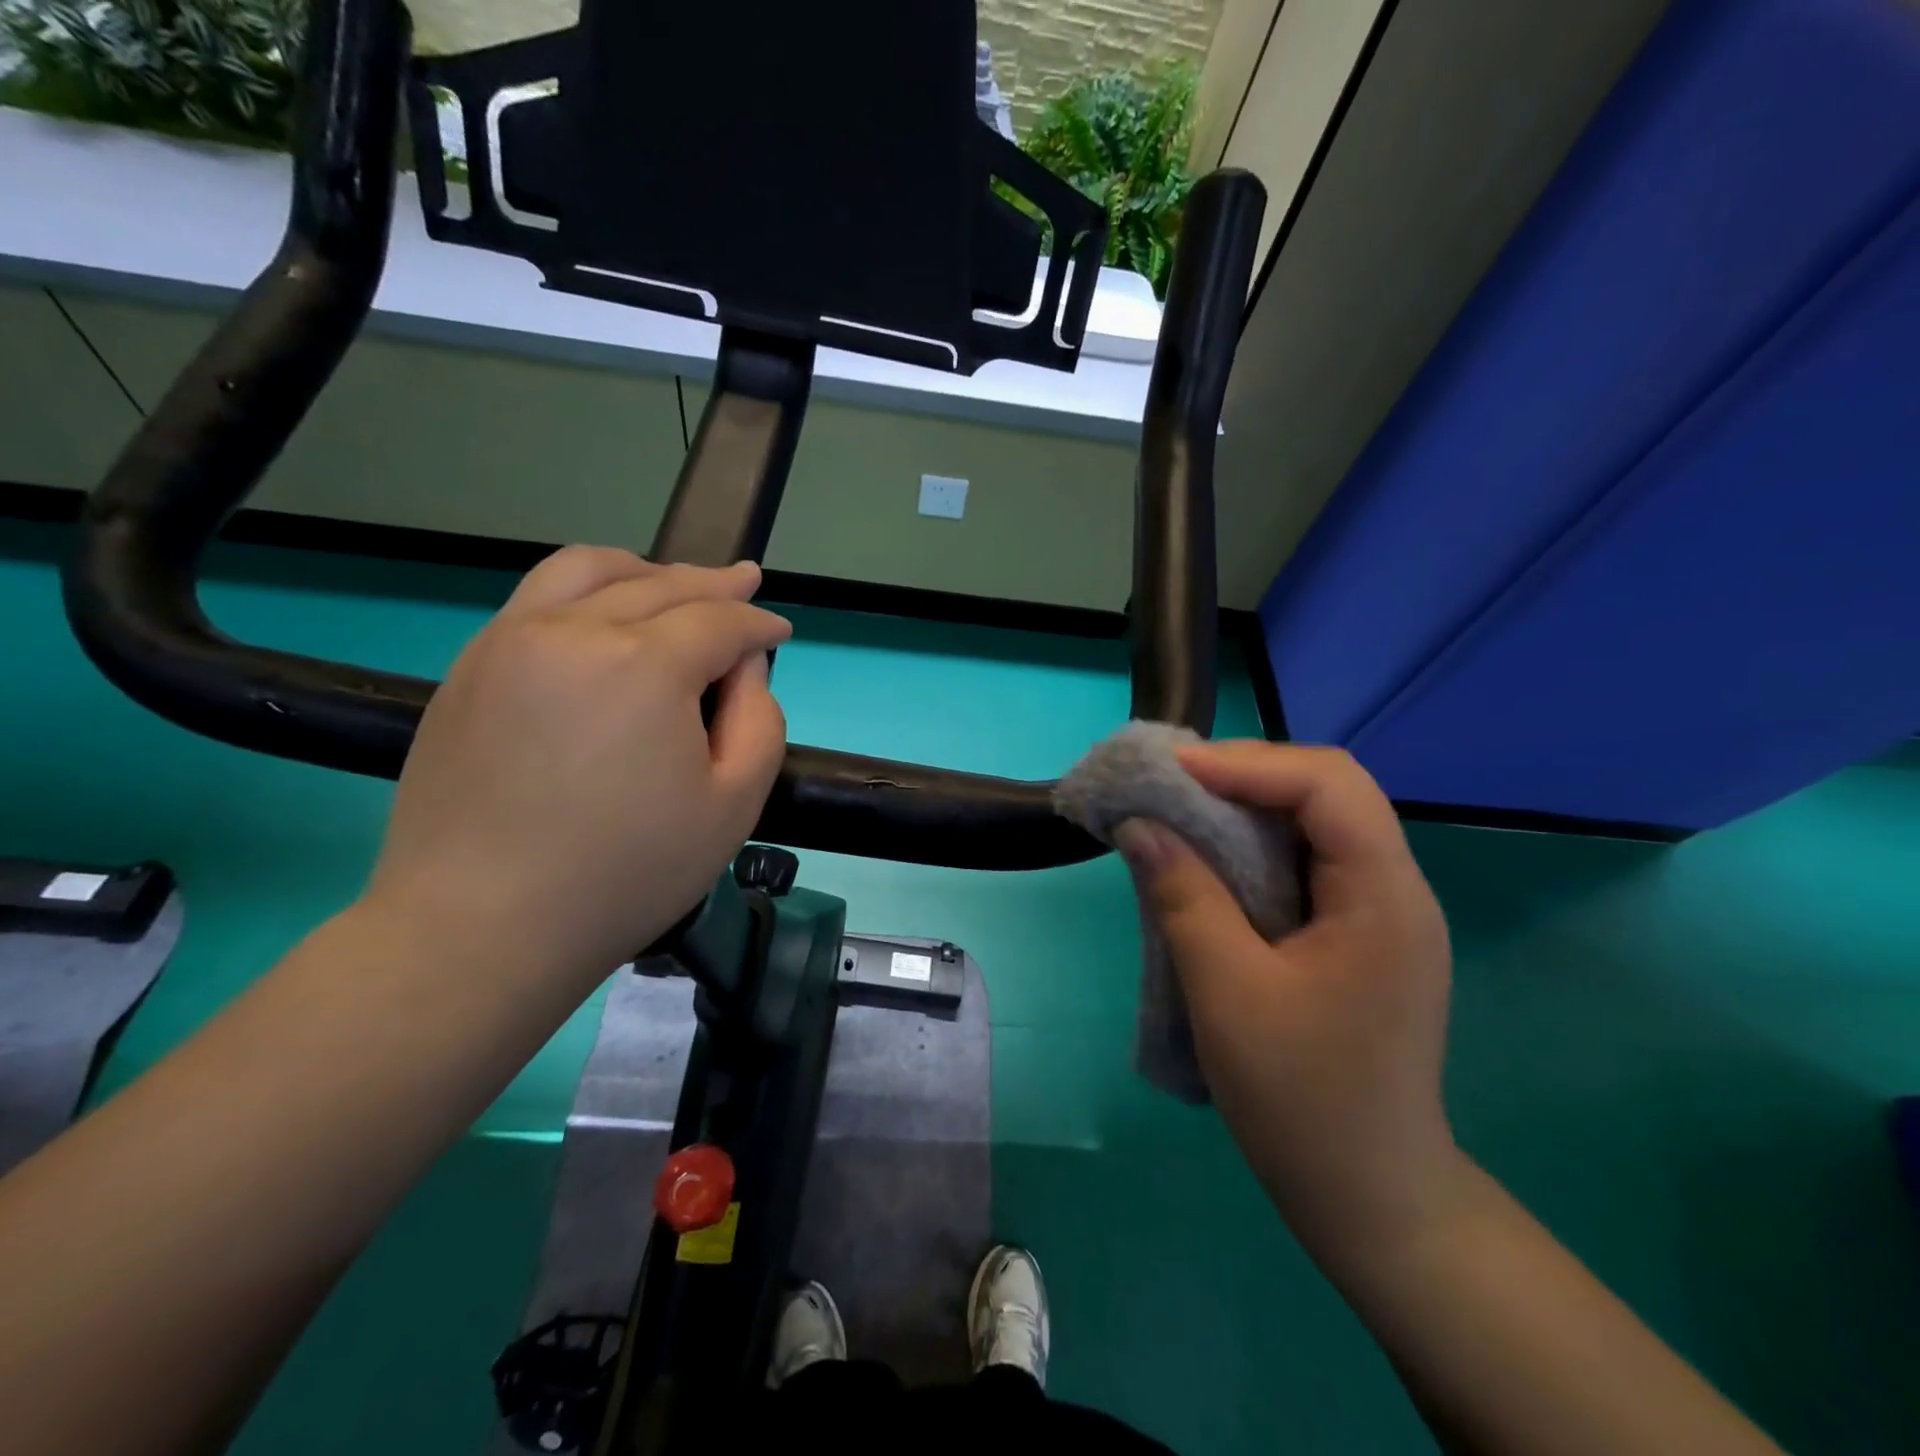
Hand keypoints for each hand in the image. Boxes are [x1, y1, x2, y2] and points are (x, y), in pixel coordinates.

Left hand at [363, 547, 791, 995]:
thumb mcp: (735, 804)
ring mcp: (510, 641)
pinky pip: (537, 597)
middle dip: (715, 584)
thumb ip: (761, 719)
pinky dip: (587, 588)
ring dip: (646, 570)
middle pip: (661, 585)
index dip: (759, 625)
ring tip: (675, 582)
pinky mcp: (471, 666)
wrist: (482, 926)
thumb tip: (742, 666)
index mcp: (644, 665)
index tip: (780, 633)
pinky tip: (605, 611)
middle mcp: (573, 630)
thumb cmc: (627, 873)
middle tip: (746, 583)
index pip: (719, 621)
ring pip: (589, 571)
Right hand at [1116, 742, 1462, 1264]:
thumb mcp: (1227, 993)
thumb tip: (1137, 826)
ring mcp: (1380, 912)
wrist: (1369, 1198)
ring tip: (1181, 807)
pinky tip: (1211, 858)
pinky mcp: (1357, 935)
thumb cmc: (1302, 1100)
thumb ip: (1183, 897)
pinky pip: (1307, 861)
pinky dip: (1254, 844)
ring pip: (1317, 822)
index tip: (1173, 771)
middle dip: (1246, 774)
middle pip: (1328, 791)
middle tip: (1171, 784)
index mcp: (1384, 897)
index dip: (1248, 764)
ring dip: (1247, 806)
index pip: (1329, 786)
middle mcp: (1395, 889)